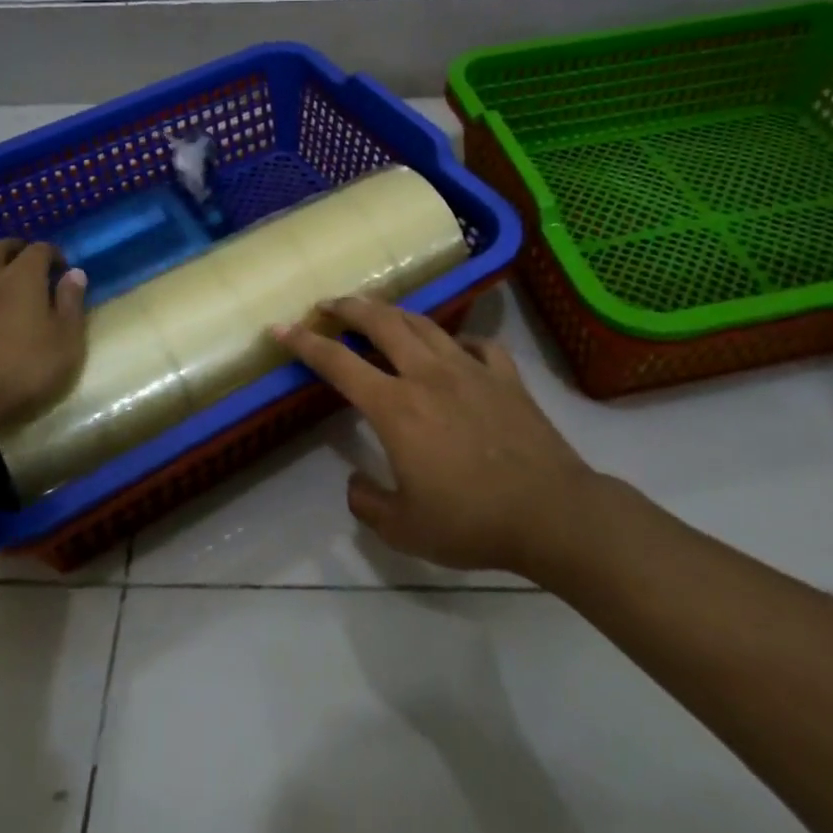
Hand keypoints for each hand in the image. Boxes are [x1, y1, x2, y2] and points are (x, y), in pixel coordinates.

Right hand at [277, 296, 601, 576]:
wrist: (551, 513)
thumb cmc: (471, 521)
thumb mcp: (404, 529)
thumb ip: (367, 503)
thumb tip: (355, 483)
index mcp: (396, 406)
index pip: (338, 362)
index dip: (305, 343)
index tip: (281, 328)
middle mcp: (428, 375)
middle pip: (381, 322)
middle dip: (349, 306)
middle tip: (329, 303)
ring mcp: (471, 369)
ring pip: (425, 324)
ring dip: (394, 313)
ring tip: (379, 312)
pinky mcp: (506, 376)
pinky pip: (478, 345)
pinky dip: (459, 341)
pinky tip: (456, 349)